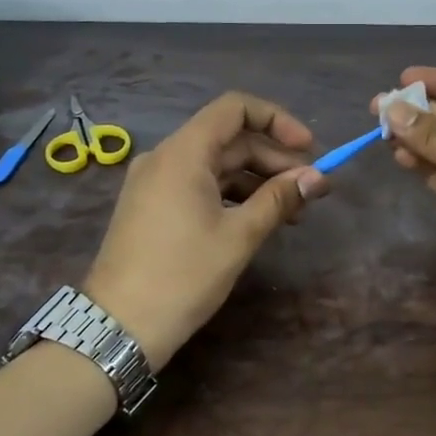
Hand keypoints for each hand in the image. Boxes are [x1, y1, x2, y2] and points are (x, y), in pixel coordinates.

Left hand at [82, 92, 324, 366]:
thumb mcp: (239, 236)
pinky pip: (201, 184)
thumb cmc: (183, 275)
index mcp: (184, 152)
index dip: (277, 120)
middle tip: (311, 189)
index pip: (236, 108)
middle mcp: (167, 157)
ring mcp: (157, 182)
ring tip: (294, 211)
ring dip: (258, 180)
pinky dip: (234, 194)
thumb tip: (317, 178)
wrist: (118, 328)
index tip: (308, 149)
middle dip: (275, 159)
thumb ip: (280, 199)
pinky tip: (260, 219)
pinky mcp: (154, 206)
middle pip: (230, 138)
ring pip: (218, 164)